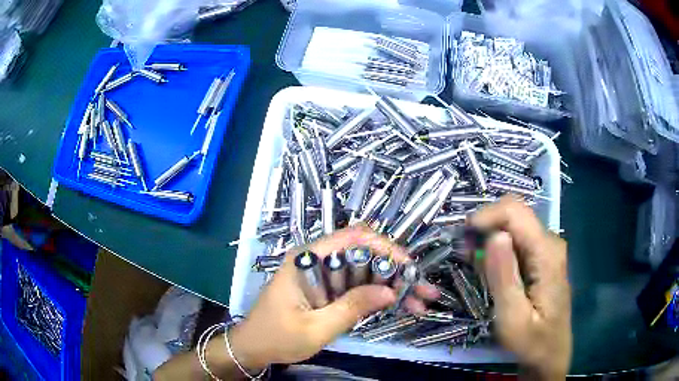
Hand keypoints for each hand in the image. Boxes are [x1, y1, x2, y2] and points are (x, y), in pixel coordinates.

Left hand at [229, 225, 439, 369]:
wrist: (253, 348)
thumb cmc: (276, 337)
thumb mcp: (315, 328)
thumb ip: (351, 308)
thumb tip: (391, 292)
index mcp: (307, 259)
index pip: (353, 238)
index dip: (385, 248)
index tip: (409, 267)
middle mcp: (317, 260)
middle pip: (365, 255)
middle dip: (397, 271)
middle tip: (424, 290)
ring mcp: (324, 275)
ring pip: (366, 271)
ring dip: (393, 286)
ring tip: (420, 302)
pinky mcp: (328, 290)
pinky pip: (358, 287)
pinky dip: (379, 297)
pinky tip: (400, 307)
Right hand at [471, 197, 570, 378]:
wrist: (550, 352)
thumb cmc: (532, 341)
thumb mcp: (512, 318)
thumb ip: (504, 278)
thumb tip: (494, 236)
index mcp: (546, 254)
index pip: (515, 212)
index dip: (486, 216)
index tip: (462, 237)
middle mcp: (550, 242)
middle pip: (514, 214)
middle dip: (486, 226)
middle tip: (464, 253)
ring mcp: (547, 249)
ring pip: (513, 225)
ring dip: (489, 238)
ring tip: (473, 264)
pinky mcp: (541, 257)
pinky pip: (516, 240)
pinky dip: (497, 249)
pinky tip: (489, 270)